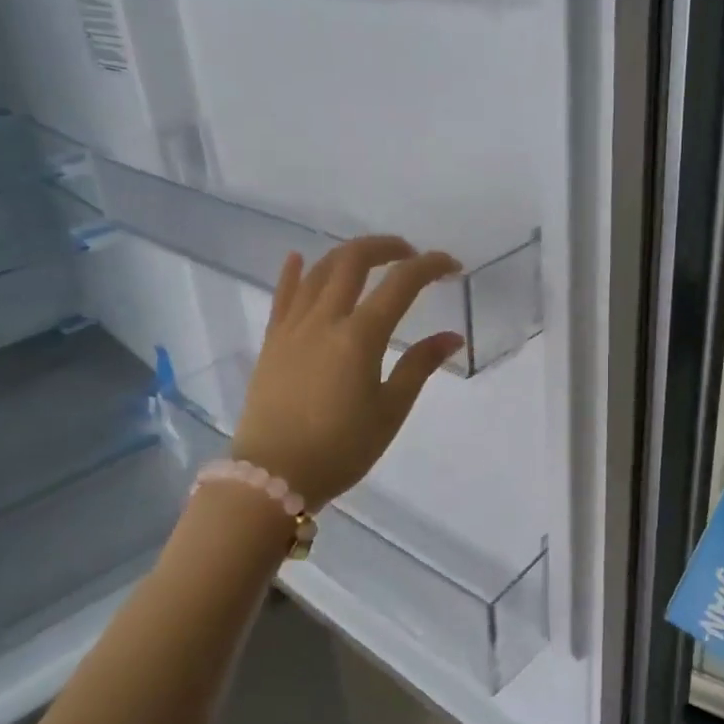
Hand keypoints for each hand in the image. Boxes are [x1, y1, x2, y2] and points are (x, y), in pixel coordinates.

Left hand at [230, 236, 464, 507]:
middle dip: (387, 247)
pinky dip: (293, 272)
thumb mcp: (389, 412)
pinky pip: (282, 294)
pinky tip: (298, 258)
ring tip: (369, 259)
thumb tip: (451, 336)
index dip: (430, 267)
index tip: (452, 267)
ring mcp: (292, 327)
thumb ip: (419, 366)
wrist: (272, 476)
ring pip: (319, 270)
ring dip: (348, 255)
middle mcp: (324, 319)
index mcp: (359, 337)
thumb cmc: (340, 449)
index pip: (401, 284)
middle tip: (410, 255)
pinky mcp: (271, 340)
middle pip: (354, 261)